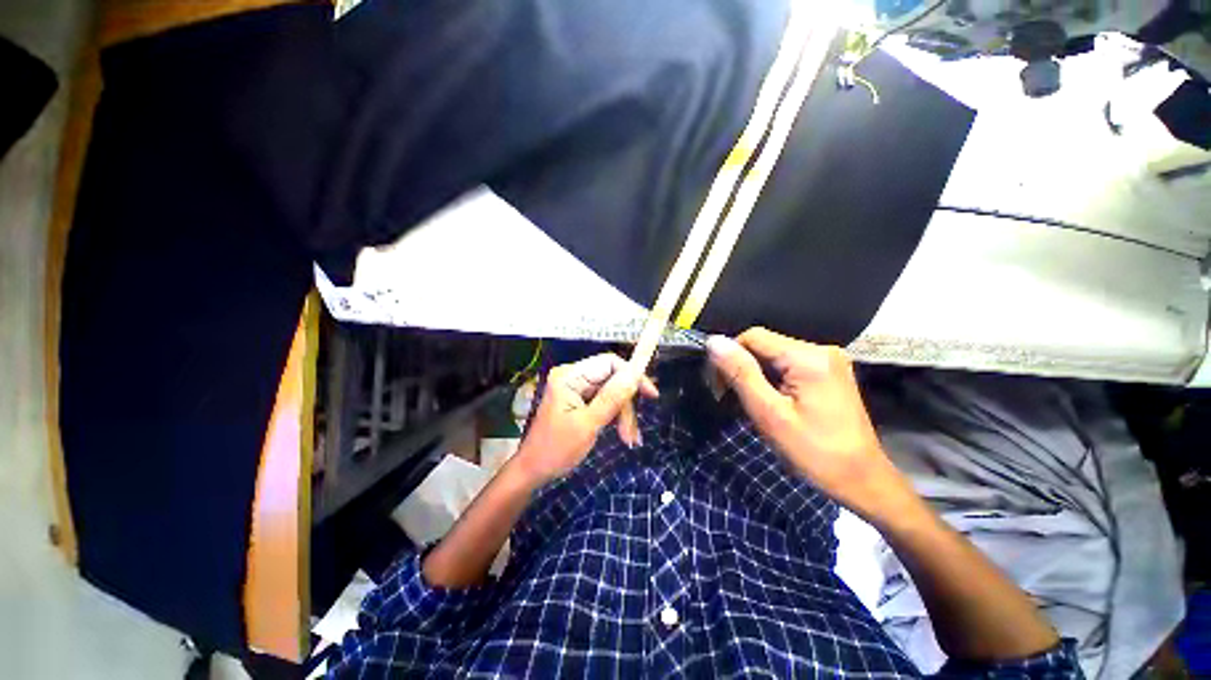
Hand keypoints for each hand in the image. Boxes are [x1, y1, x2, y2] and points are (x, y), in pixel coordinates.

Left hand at [514, 353, 658, 485]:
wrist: (533, 471)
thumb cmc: (556, 449)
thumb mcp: (588, 424)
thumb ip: (612, 398)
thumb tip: (635, 374)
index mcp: (570, 376)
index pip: (609, 362)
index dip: (632, 375)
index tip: (651, 395)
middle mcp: (573, 376)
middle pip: (612, 378)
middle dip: (626, 404)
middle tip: (633, 432)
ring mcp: (576, 389)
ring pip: (612, 391)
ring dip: (623, 414)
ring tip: (628, 439)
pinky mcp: (579, 401)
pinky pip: (605, 401)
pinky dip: (615, 417)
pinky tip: (622, 434)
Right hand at [706, 328, 910, 521]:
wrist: (862, 480)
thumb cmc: (814, 452)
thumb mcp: (769, 414)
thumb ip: (741, 373)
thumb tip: (714, 341)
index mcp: (808, 357)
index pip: (752, 337)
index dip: (729, 356)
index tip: (719, 387)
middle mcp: (821, 349)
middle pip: (764, 344)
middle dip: (742, 367)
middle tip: (730, 397)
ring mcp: (829, 360)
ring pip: (774, 355)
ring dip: (755, 374)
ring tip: (752, 402)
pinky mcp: (830, 372)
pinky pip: (788, 364)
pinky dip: (772, 378)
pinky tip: (771, 400)